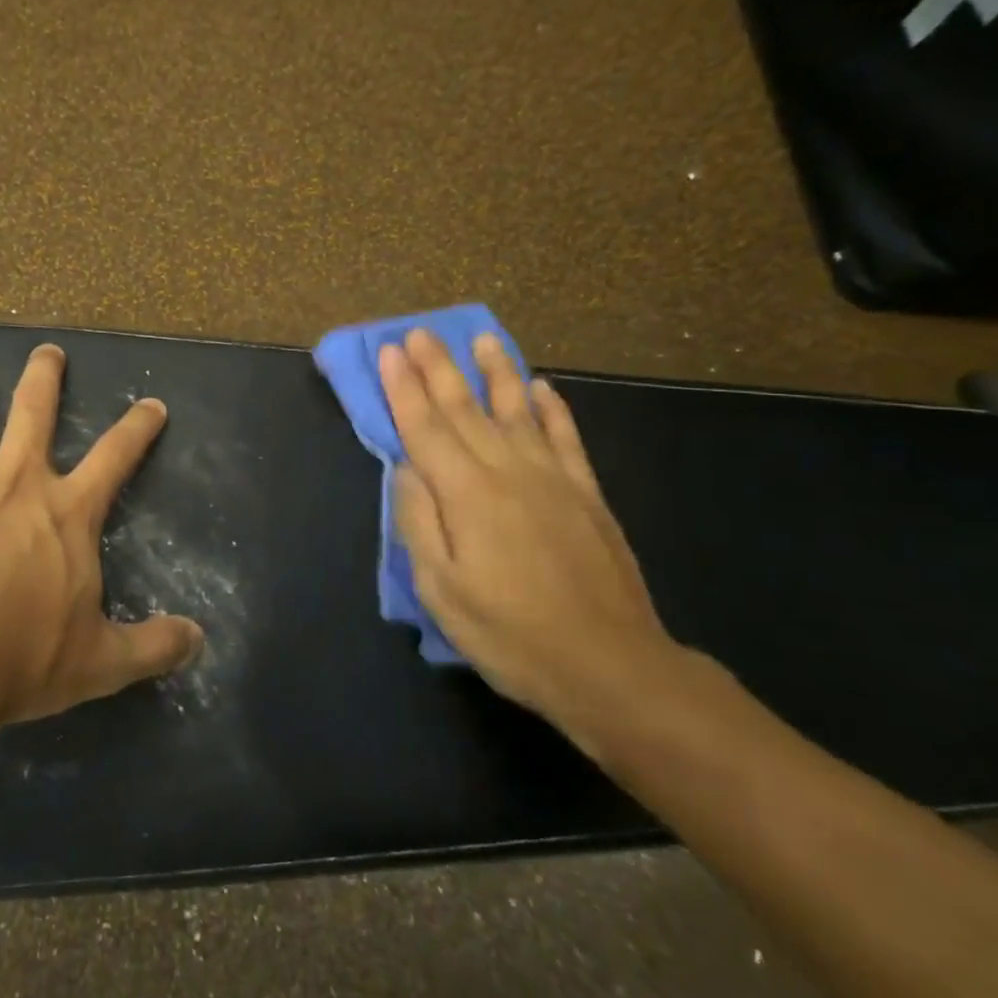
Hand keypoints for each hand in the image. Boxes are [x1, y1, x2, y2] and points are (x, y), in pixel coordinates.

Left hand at [0, 343, 202, 724]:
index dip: (138, 427)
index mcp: (68, 511)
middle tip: (46, 350)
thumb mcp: (101, 662)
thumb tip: (199, 641)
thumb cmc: (22, 657)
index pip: (116, 455)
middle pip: (34, 411)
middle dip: (43, 376)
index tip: (151, 403)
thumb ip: (153, 646)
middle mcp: (16, 482)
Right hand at [382, 329, 677, 753]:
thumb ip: (419, 521)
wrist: (609, 665)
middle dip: (438, 367)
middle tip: (418, 332)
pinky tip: (542, 388)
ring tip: (483, 338)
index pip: (425, 427)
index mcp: (466, 494)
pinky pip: (566, 438)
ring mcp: (553, 478)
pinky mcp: (587, 494)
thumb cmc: (510, 633)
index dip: (403, 388)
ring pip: (517, 410)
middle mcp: (508, 471)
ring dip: (497, 372)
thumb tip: (406, 469)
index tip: (388, 351)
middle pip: (464, 408)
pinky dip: (552, 409)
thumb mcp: (441, 589)